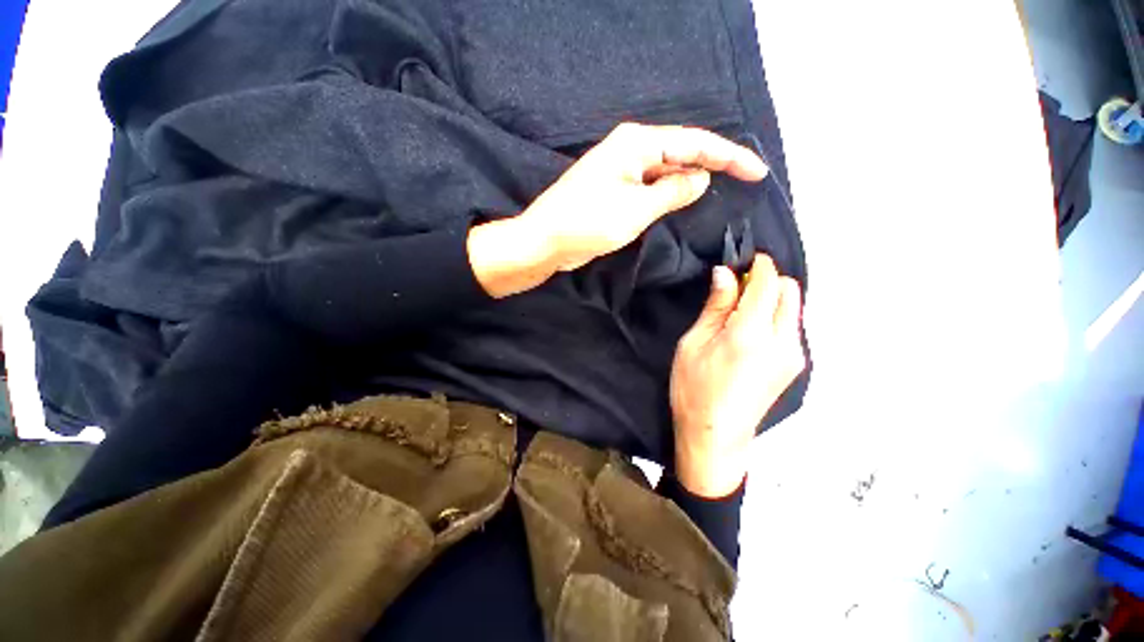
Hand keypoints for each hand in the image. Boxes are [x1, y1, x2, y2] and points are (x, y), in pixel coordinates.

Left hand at [468, 122, 766, 297]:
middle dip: (714, 164)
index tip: (757, 172)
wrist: (546, 241)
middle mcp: (631, 150)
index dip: (728, 156)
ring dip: (692, 179)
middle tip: (746, 180)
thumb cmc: (586, 223)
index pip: (693, 143)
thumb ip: (672, 191)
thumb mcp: (635, 209)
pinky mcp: (616, 190)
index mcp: (636, 144)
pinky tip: (686, 199)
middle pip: (682, 152)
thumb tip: (700, 178)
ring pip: (667, 171)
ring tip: (725, 190)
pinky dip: (671, 193)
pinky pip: (652, 186)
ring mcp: (622, 171)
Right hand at [669, 256, 804, 497]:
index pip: (767, 283)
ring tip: (739, 313)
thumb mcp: (693, 343)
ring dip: (771, 299)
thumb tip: (725, 274)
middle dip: (767, 280)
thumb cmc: (693, 388)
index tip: (743, 260)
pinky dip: (775, 316)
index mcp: (750, 334)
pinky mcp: (795, 365)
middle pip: (789, 290)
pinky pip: (791, 326)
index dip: (758, 265)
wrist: (715, 435)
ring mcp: (794, 355)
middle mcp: (782, 341)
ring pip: (793, 307)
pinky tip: (749, 332)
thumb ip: (715, 306)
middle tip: (737, 289)